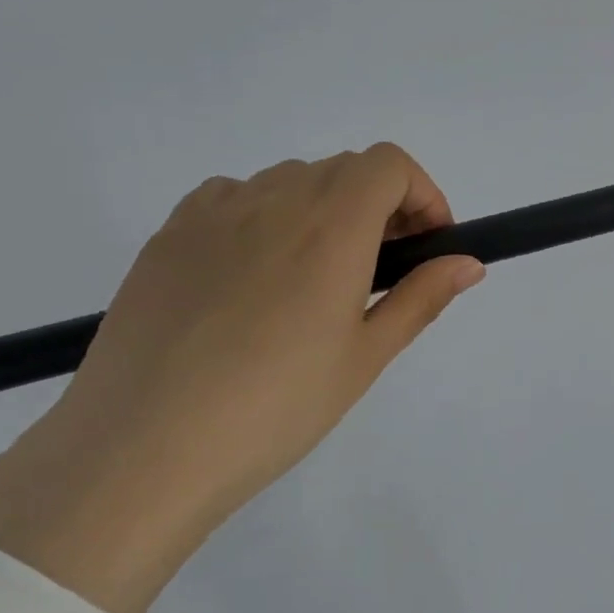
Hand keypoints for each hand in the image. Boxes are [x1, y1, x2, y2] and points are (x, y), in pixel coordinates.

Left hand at [0, 144, 483, 612]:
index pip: (387, 164)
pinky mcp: (167, 235)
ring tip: (318, 278)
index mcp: (331, 228)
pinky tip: (256, 273)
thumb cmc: (276, 407)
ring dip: (324, 209)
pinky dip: (264, 214)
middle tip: (384, 268)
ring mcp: (212, 213)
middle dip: (380, 204)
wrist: (144, 448)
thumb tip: (469, 263)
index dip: (421, 193)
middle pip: (343, 168)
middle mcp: (273, 201)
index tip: (427, 244)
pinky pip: (231, 196)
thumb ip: (421, 297)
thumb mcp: (364, 357)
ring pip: (288, 181)